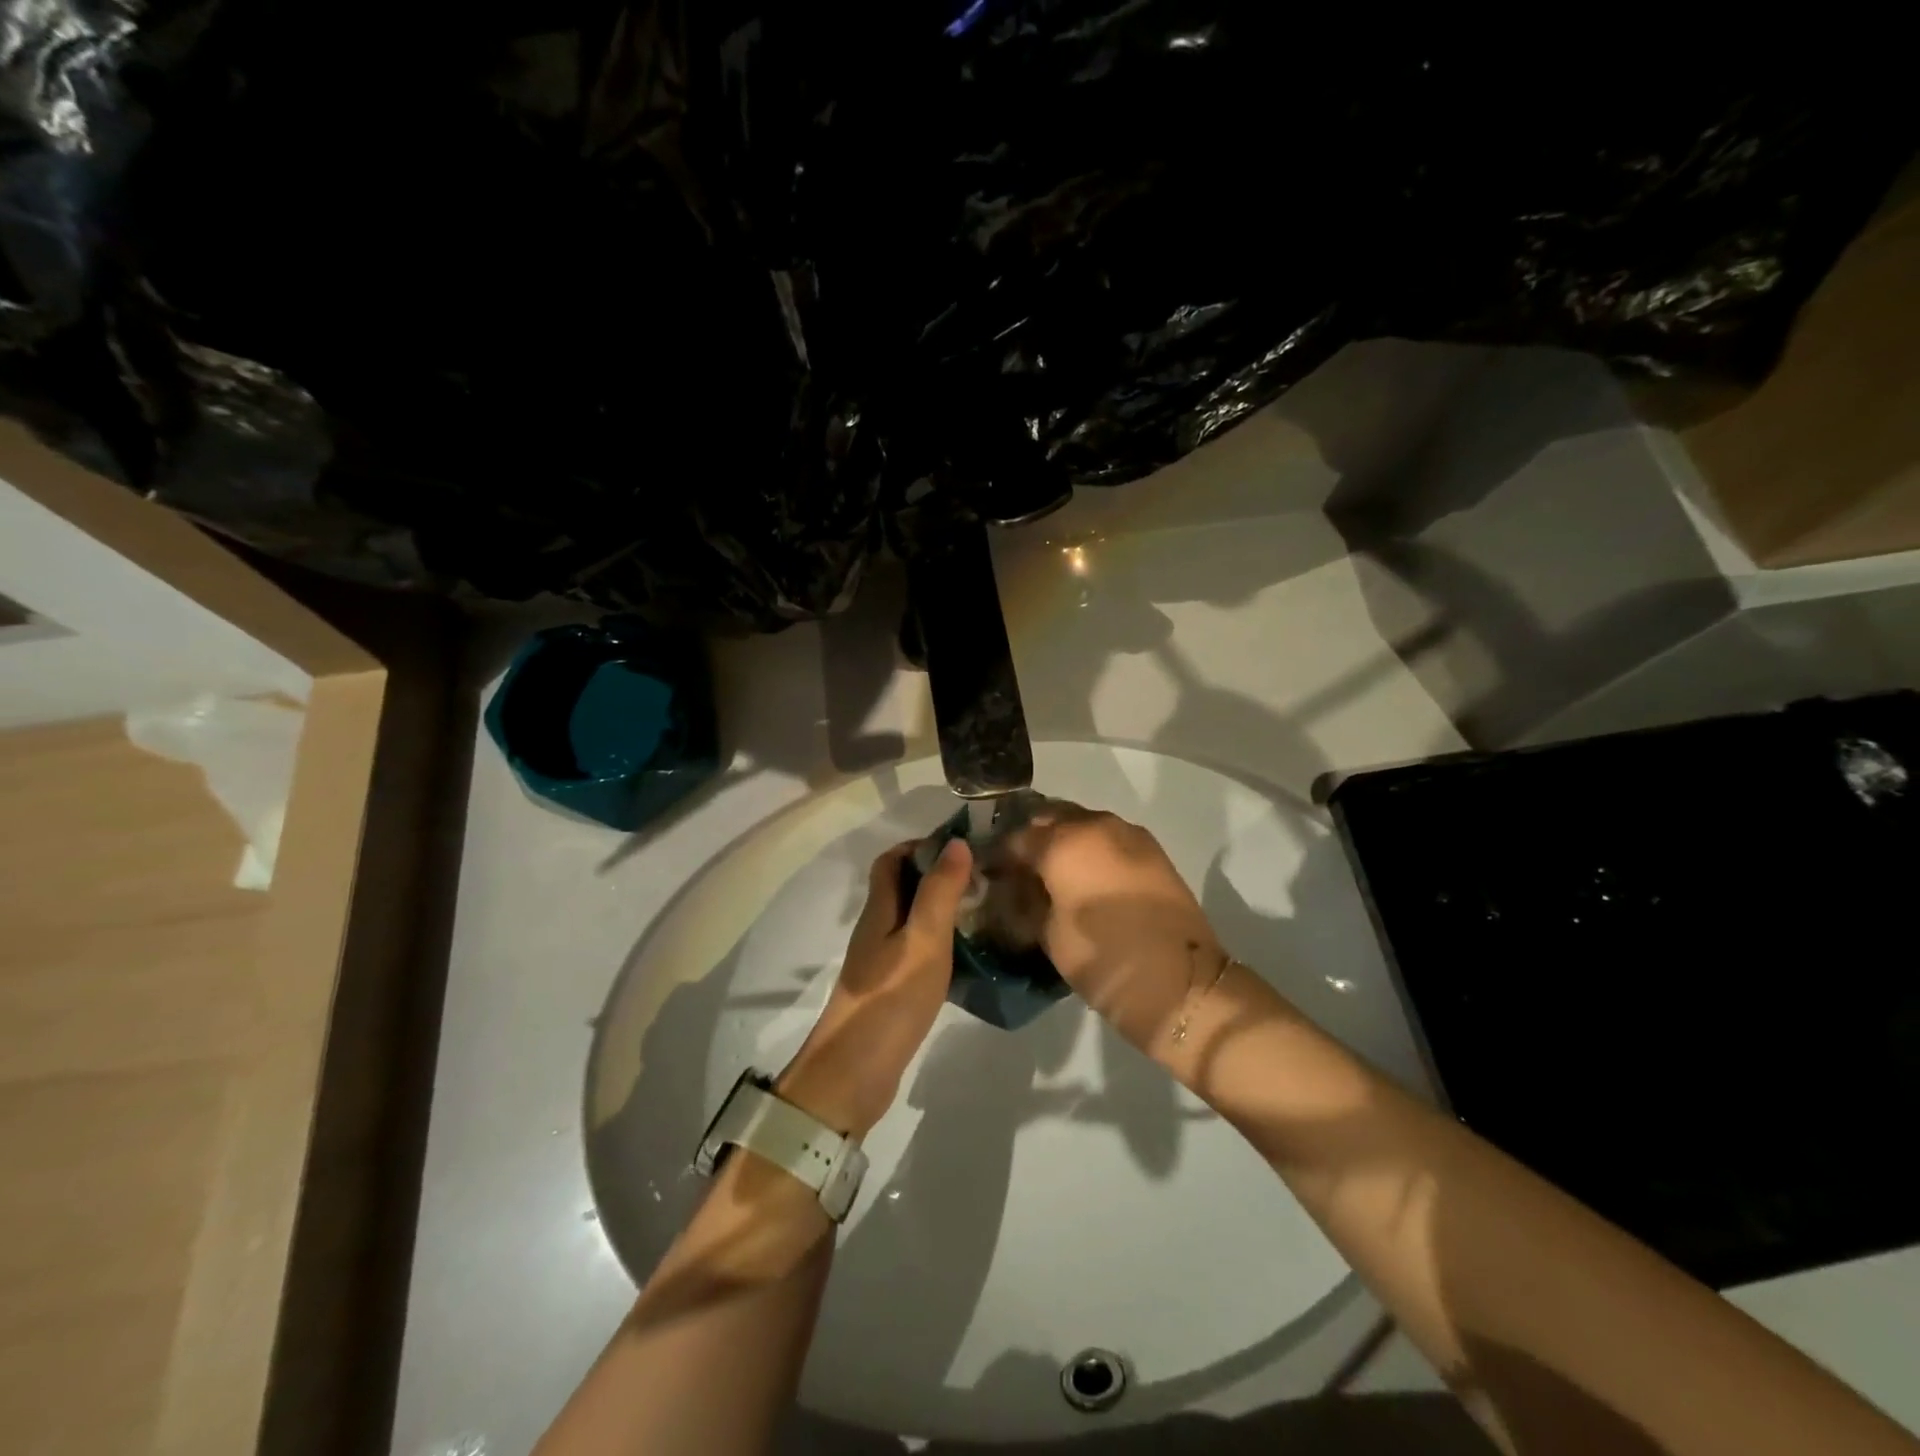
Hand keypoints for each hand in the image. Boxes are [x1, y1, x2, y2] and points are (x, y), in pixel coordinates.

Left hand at [778, 838, 972, 1138]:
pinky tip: (966, 954)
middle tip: (980, 877)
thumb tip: (955, 842)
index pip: (890, 861)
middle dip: (936, 875)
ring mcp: (881, 963)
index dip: (919, 846)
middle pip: (901, 888)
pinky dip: (939, 943)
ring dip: (940, 909)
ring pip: (910, 920)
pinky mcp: (890, 991)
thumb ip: (939, 892)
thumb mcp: (924, 940)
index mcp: (879, 910)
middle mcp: (876, 930)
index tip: (960, 846)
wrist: (854, 1073)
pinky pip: (915, 951)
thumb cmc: (891, 998)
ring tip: (981, 910)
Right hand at [994, 804, 1224, 1053]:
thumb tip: (1018, 889)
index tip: (989, 876)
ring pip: (1082, 824)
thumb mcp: (1050, 936)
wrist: (1183, 985)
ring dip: (1062, 842)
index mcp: (1065, 842)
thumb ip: (1028, 902)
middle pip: (1051, 819)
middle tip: (1019, 872)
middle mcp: (1096, 825)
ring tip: (1052, 877)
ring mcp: (1129, 835)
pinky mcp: (1152, 851)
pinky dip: (1090, 850)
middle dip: (1031, 840)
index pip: (1017, 838)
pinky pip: (1108, 838)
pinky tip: (1084, 879)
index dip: (998, 857)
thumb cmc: (1106, 960)